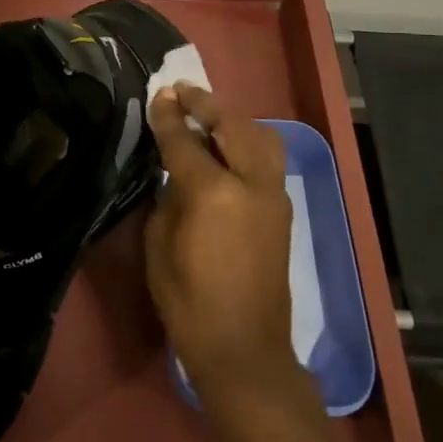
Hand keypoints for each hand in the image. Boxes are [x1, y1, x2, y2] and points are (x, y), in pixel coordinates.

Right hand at [144, 84, 301, 401]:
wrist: (245, 349)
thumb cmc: (189, 303)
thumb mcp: (160, 247)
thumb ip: (168, 198)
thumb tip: (176, 171)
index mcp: (214, 193)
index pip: (186, 140)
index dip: (169, 115)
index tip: (159, 93)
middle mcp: (251, 183)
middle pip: (230, 124)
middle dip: (204, 103)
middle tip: (182, 91)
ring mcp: (273, 194)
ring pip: (259, 134)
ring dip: (232, 117)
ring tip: (207, 114)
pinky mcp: (283, 207)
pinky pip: (268, 156)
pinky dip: (248, 139)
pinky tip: (227, 146)